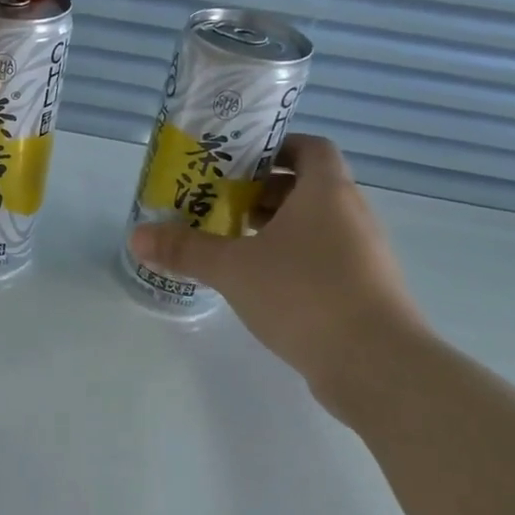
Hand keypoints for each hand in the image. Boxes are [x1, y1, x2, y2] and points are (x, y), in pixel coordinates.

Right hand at [128, 135, 429, 415]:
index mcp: (326, 192)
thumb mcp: (232, 268)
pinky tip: (261, 283)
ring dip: (277, 227)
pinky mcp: (366, 290)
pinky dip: (294, 259)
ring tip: (233, 243)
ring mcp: (364, 255)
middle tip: (221, 203)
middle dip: (264, 192)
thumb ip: (185, 250)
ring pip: (317, 225)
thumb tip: (137, 236)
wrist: (377, 366)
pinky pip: (326, 258)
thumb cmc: (304, 294)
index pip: (310, 148)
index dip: (276, 148)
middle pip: (308, 186)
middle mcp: (352, 215)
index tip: (239, 163)